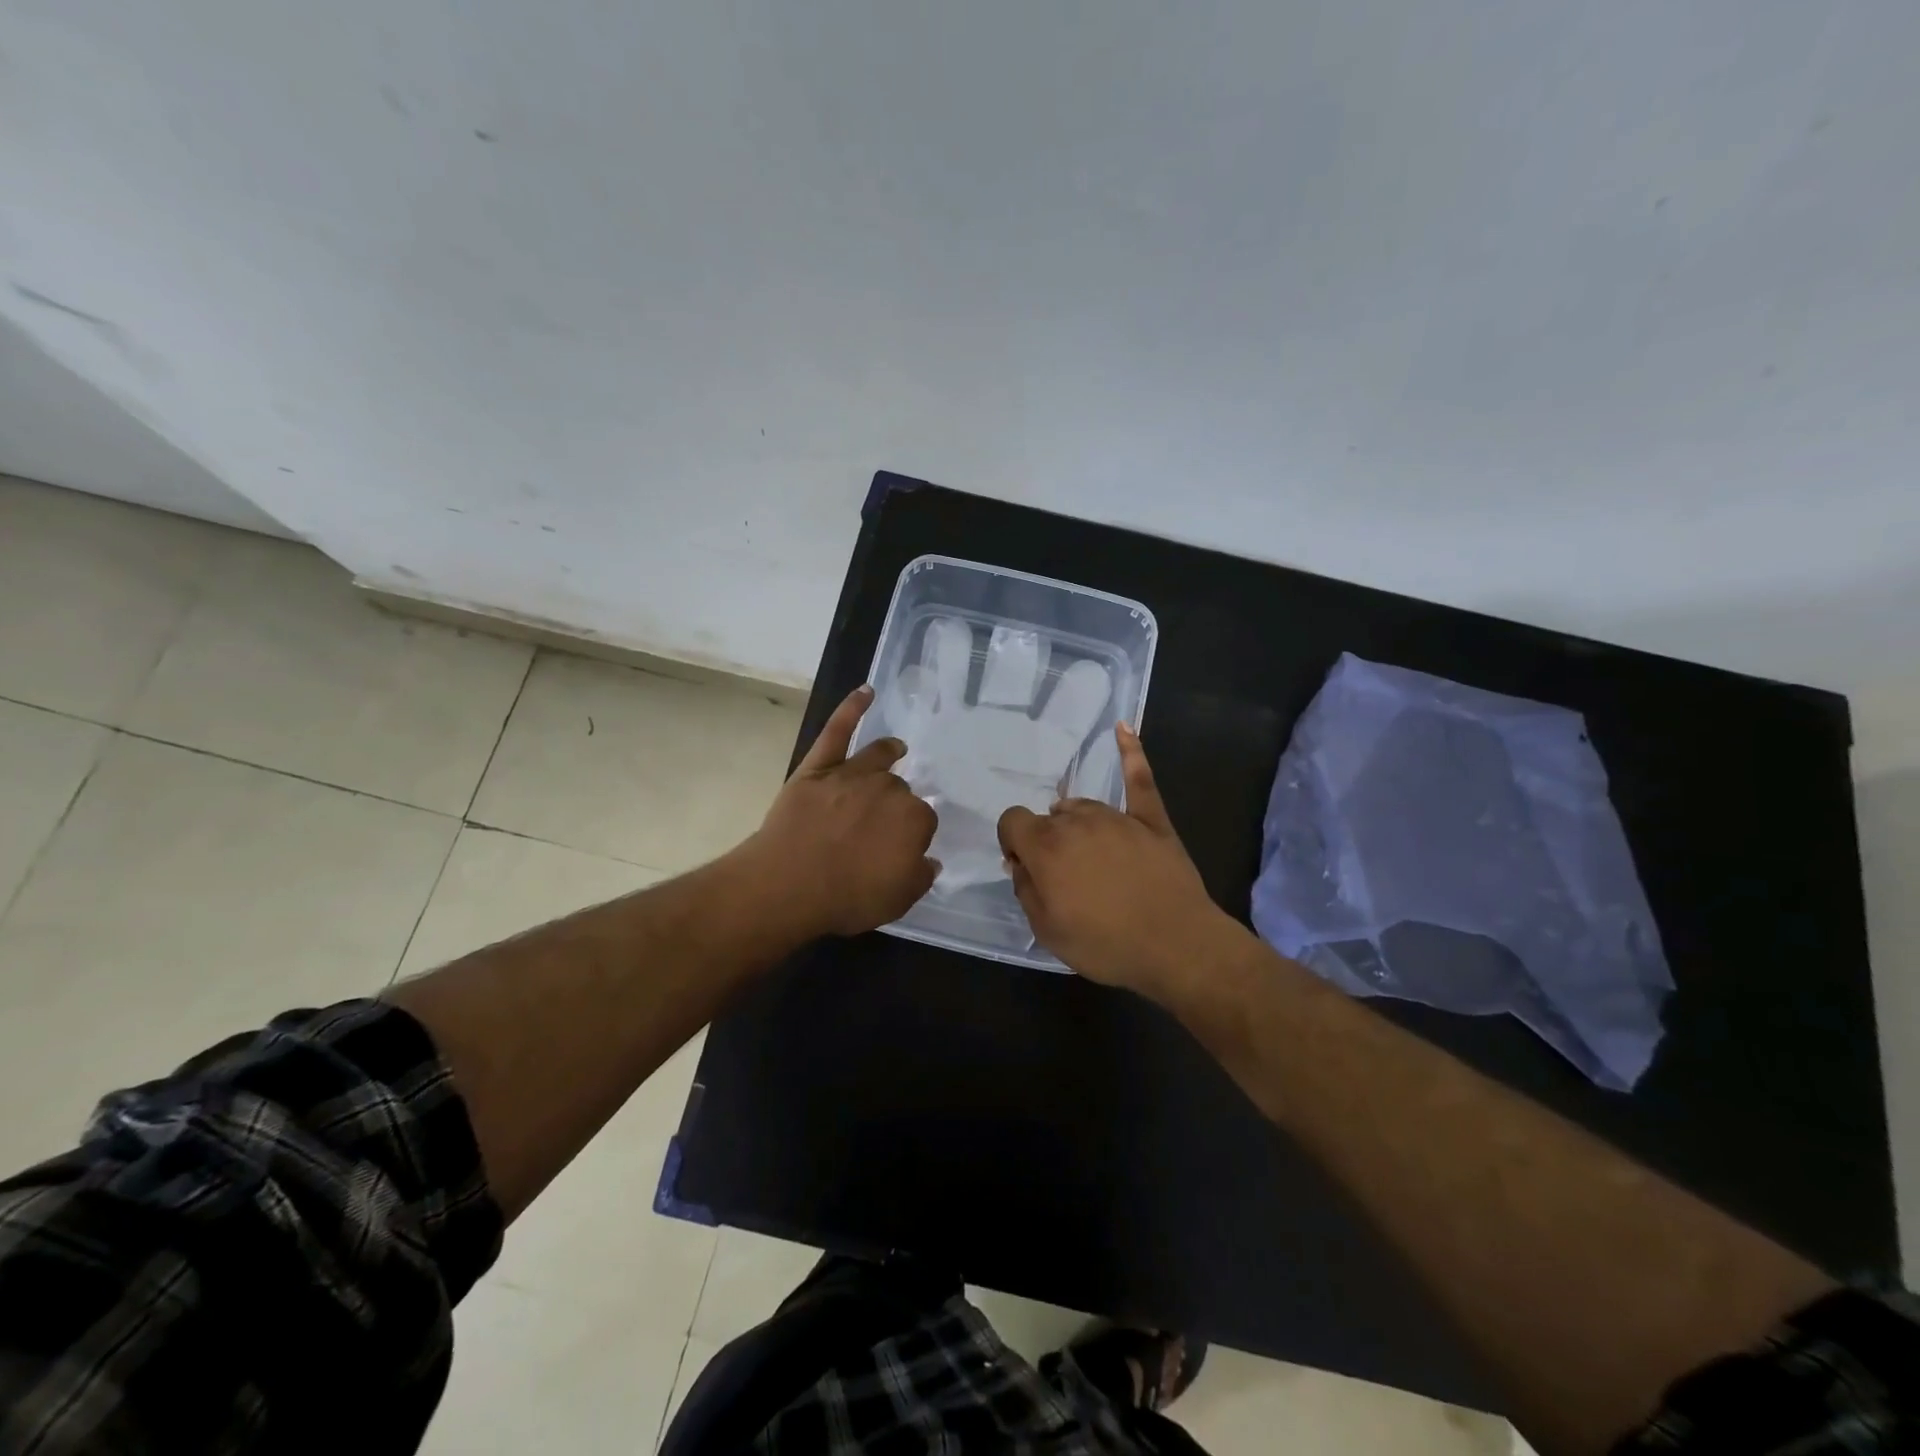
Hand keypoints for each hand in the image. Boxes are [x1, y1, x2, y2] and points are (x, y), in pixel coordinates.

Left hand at [747, 685, 938, 938]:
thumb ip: (921, 876)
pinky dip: (851, 708)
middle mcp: (889, 789)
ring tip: (896, 749)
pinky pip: (837, 730)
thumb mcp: (898, 900)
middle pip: (900, 788)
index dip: (912, 834)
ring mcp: (852, 773)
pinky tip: (866, 691)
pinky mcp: (819, 766)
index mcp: (914, 819)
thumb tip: (929, 860)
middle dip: (896, 801)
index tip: (901, 847)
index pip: (923, 819)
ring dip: (889, 752)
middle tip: (881, 822)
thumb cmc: (847, 897)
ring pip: (879, 757)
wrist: (789, 884)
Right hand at [997, 725, 1235, 997]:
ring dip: (1076, 824)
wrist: (1176, 946)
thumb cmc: (1105, 944)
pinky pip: (1139, 778)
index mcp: (1045, 847)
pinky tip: (1124, 727)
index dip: (1013, 842)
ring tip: (1089, 857)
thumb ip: (1025, 889)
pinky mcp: (1152, 819)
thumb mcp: (1047, 931)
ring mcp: (1117, 817)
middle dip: (1047, 841)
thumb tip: (1019, 863)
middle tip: (1065, 877)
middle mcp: (1077, 821)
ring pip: (1082, 806)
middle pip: (1049, 818)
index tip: (1025, 868)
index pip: (1012, 821)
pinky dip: (1131, 751)